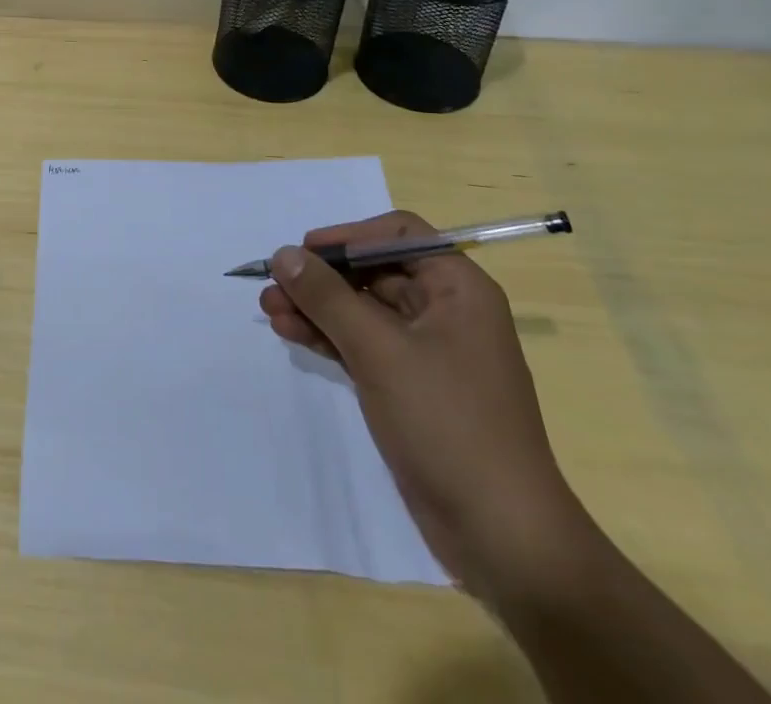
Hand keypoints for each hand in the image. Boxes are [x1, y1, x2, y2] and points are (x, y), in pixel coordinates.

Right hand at [259, 211, 590, 597]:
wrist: (501, 536)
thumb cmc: (447, 423)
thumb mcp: (379, 350)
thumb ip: (327, 296)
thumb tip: (284, 253)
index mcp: (458, 289)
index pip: (397, 234)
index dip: (348, 236)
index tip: (304, 251)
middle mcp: (445, 310)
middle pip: (373, 271)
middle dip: (321, 277)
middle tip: (272, 284)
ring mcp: (428, 351)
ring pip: (362, 309)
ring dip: (316, 306)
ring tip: (269, 309)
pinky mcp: (410, 385)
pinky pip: (362, 343)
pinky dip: (328, 336)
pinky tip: (290, 332)